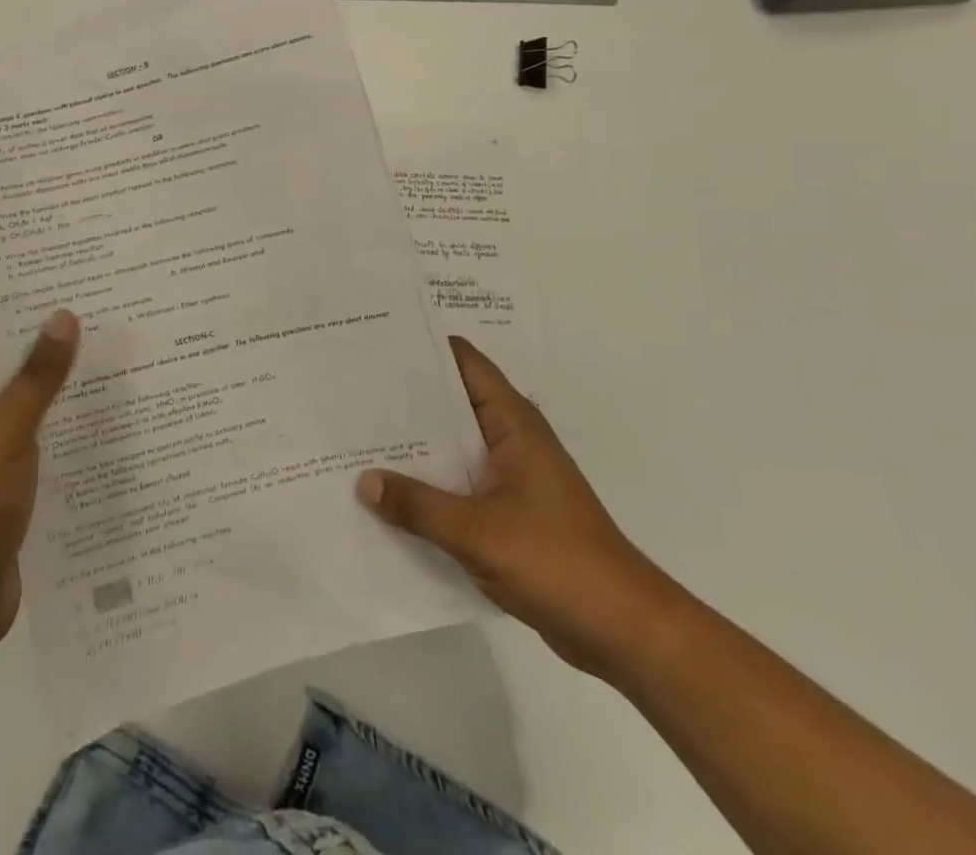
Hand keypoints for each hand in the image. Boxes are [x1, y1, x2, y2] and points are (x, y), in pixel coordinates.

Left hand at [0, 310, 79, 659]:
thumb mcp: (7, 430)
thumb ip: (37, 376)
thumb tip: (63, 315)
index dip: (31, 319)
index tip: (78, 296)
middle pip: (18, 379)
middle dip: (58, 359)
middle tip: (114, 331)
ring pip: (34, 420)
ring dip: (68, 404)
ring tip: (123, 375)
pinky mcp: (9, 499)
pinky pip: (44, 459)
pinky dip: (69, 446)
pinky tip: (111, 437)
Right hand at [357, 336, 680, 680]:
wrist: (626, 633)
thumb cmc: (558, 563)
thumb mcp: (478, 532)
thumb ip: (418, 505)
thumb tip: (363, 481)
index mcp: (511, 423)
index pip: (462, 362)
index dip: (420, 347)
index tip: (372, 342)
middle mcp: (509, 439)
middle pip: (449, 402)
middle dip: (402, 397)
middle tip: (349, 389)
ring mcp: (509, 476)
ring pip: (449, 446)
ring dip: (411, 445)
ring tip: (355, 436)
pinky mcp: (506, 511)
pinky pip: (455, 483)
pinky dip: (425, 483)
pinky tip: (386, 493)